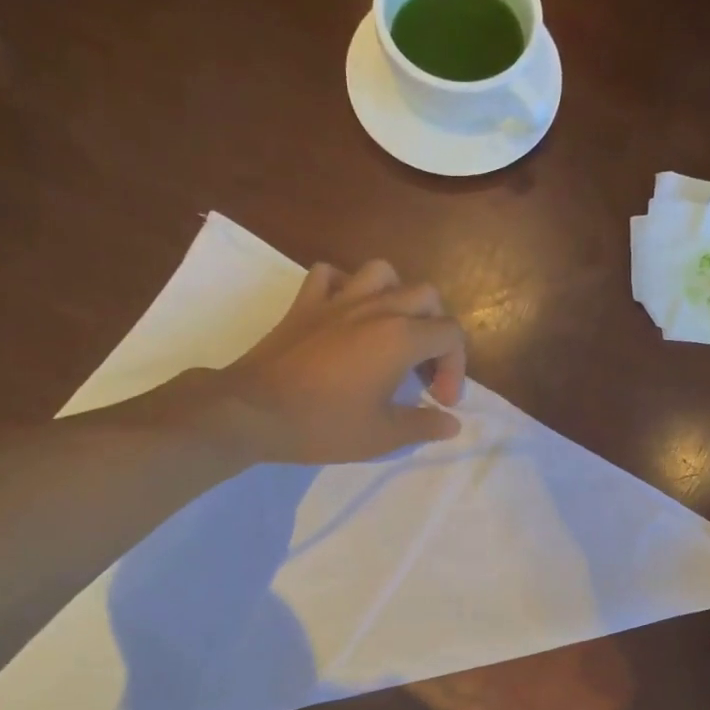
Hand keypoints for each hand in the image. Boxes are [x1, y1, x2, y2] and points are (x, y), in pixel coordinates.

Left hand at [215, 258, 466, 463]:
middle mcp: (377, 308)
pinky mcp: (305, 303)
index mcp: (401, 337)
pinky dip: (344, 286)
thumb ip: (424, 425)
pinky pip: (330, 275)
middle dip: (436, 330)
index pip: (451, 334)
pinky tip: (345, 313)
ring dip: (397, 296)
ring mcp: (339, 300)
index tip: (440, 400)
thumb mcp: (382, 436)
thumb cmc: (323, 424)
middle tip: (422, 369)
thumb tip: (451, 423)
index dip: (456, 368)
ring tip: (393, 329)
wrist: (254, 411)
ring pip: (383, 273)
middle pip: (427, 296)